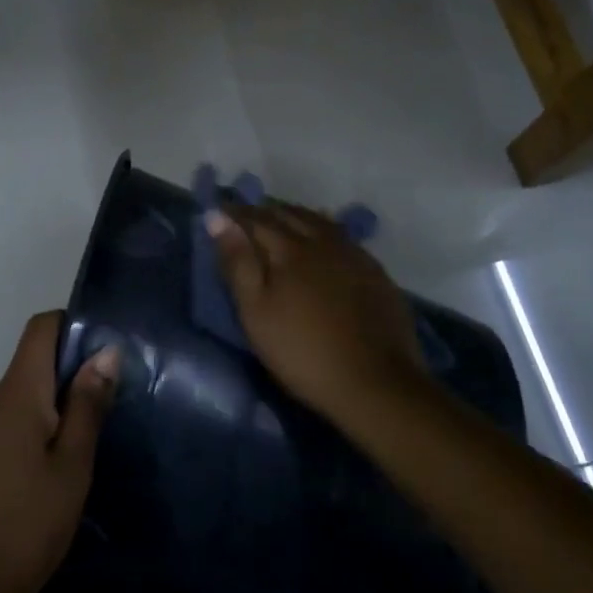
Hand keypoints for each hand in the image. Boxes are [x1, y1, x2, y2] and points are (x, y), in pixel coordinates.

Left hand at [0, 312, 118, 592]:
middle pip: (37, 355)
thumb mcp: (72, 464)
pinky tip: (74, 449)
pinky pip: (22, 414)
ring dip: (66, 393)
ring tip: (105, 418)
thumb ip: (88, 404)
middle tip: (121, 387)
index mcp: (18, 392)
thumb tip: (106, 351)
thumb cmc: (27, 523)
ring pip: (31, 387)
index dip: (75, 324)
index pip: (41, 327)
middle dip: (77, 362)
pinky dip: (49, 417)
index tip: (111, 347)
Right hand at [207, 201, 424, 419]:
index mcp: (289, 249)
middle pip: (288, 214)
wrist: (375, 383)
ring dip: (294, 215)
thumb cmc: (302, 351)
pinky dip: (322, 229)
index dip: (234, 213)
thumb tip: (217, 218)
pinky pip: (341, 236)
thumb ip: (237, 262)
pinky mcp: (374, 271)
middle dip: (264, 210)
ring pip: (318, 221)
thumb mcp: (256, 312)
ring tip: (280, 219)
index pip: (255, 219)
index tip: (218, 210)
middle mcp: (322, 241)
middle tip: (246, 214)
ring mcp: (353, 254)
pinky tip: (322, 240)